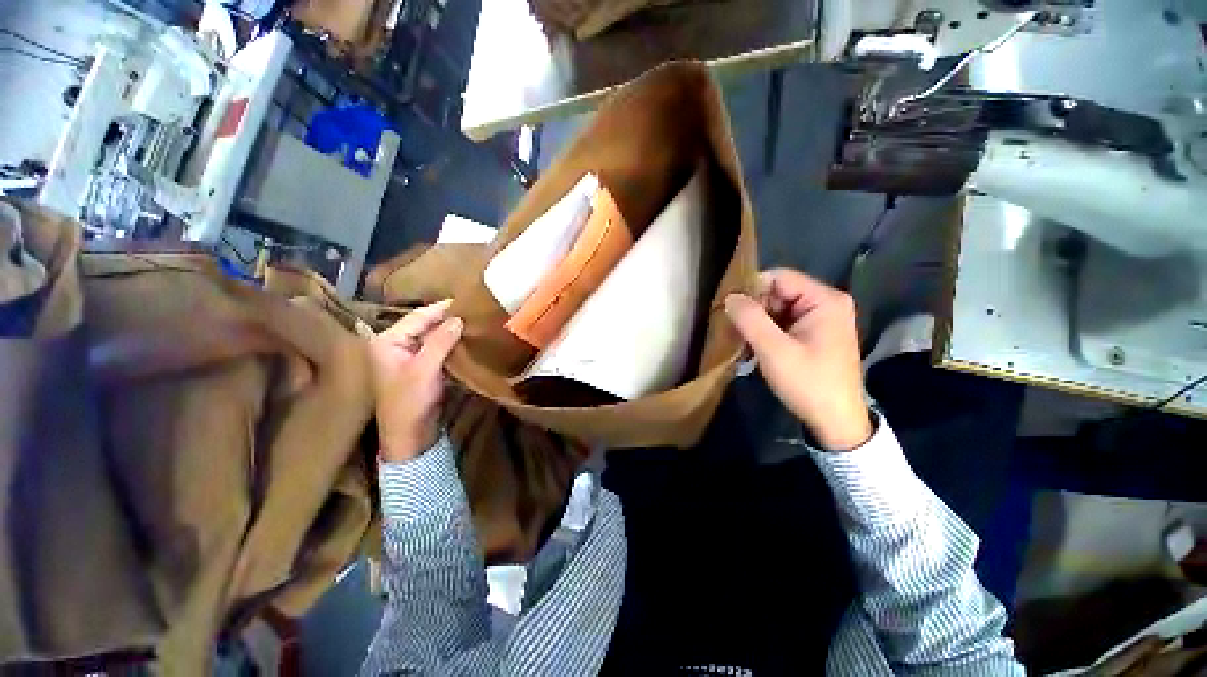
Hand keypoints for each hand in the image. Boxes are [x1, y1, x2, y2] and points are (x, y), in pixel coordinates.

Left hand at [370, 299, 462, 461]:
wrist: (410, 434)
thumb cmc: (410, 401)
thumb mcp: (425, 369)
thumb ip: (440, 341)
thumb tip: (458, 318)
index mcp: (387, 341)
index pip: (417, 317)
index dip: (441, 308)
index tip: (465, 300)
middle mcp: (395, 344)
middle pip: (424, 324)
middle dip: (447, 318)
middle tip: (473, 310)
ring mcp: (408, 356)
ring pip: (433, 336)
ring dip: (451, 330)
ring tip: (473, 321)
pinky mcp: (421, 366)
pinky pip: (437, 348)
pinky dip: (451, 343)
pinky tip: (466, 339)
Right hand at [725, 268, 871, 450]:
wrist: (835, 421)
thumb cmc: (808, 383)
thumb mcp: (774, 350)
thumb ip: (750, 319)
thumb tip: (729, 296)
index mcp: (824, 300)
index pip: (779, 277)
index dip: (751, 288)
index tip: (729, 307)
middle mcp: (826, 303)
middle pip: (779, 291)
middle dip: (754, 308)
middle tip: (734, 328)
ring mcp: (822, 319)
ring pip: (779, 307)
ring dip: (758, 321)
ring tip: (742, 339)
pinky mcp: (816, 334)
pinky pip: (784, 322)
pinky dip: (767, 331)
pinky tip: (755, 346)